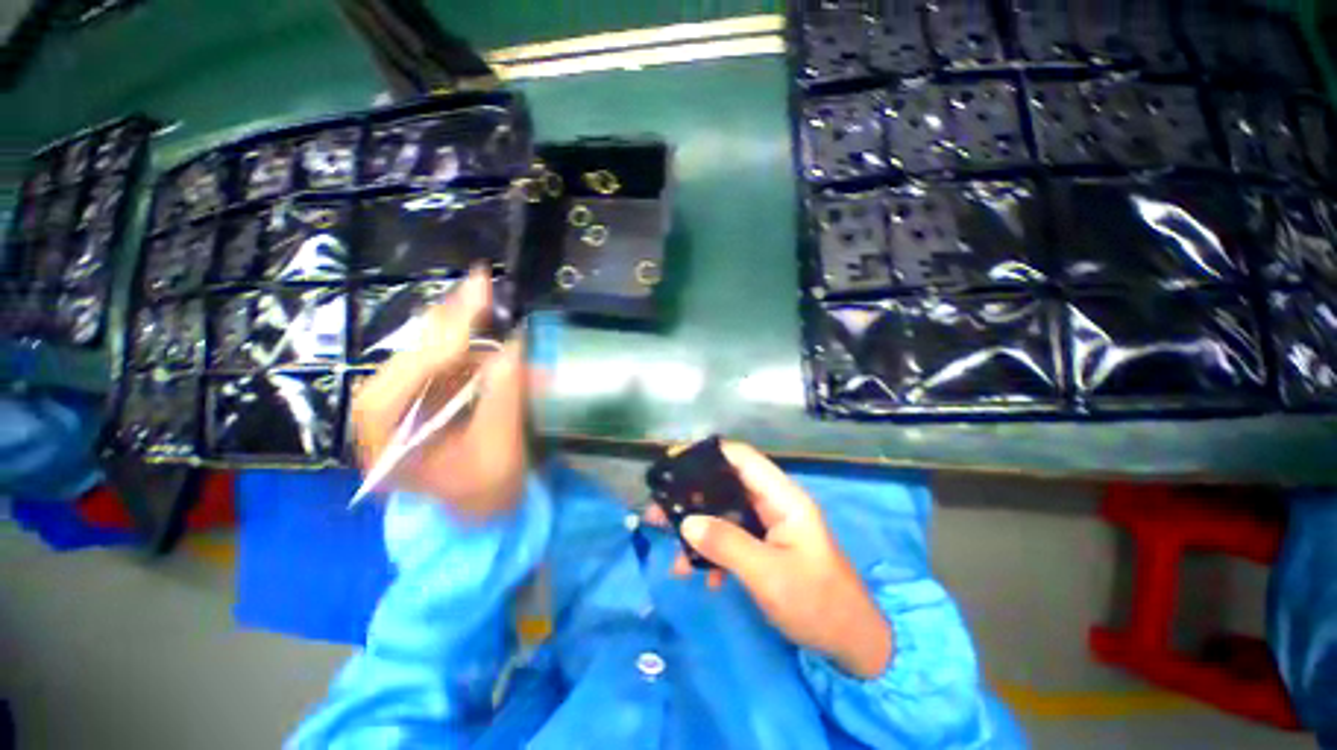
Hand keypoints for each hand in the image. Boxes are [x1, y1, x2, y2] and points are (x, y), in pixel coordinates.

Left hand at [351, 268, 527, 519]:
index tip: (478, 298)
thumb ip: (504, 400)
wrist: (482, 515)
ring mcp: (406, 400)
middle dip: (452, 321)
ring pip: (430, 350)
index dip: (444, 338)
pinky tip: (489, 326)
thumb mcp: (499, 454)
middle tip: (482, 282)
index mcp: (386, 437)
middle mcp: (385, 411)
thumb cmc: (485, 495)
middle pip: (414, 354)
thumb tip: (514, 347)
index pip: (407, 377)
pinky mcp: (429, 395)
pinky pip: (449, 359)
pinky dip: (474, 343)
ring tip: (487, 297)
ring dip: (465, 327)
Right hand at [647, 442, 892, 678]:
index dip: (709, 454)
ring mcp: (769, 525)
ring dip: (698, 527)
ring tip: (668, 544)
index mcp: (783, 498)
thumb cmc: (817, 603)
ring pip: (725, 513)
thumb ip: (726, 544)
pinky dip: (714, 551)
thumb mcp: (768, 575)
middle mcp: (774, 503)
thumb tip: (687, 523)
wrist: (851, 644)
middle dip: (693, 496)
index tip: (674, 464)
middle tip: (659, 510)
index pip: (742, 458)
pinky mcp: (764, 546)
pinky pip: (732, 537)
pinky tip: (701, 576)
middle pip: (727, 485)